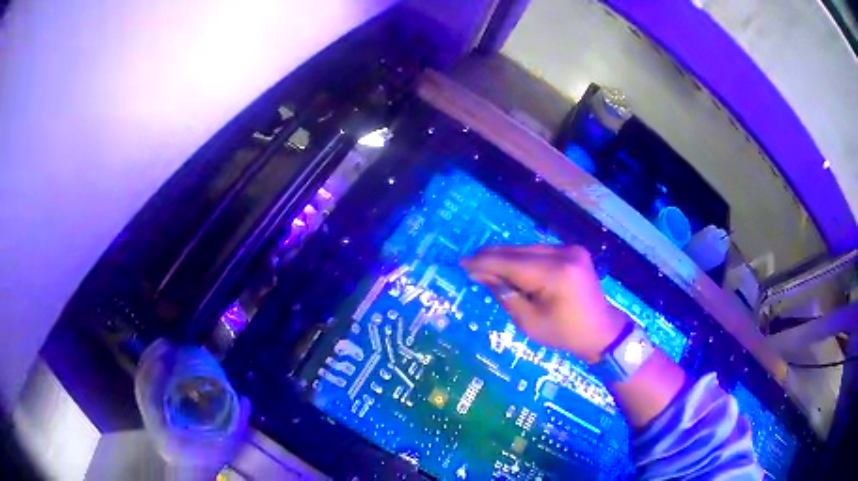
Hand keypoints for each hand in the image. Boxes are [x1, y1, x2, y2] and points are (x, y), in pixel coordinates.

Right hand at [462, 245, 627, 361]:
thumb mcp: (530, 322)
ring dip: (506, 257)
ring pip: (527, 248)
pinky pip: (539, 251)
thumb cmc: (565, 334)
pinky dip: (522, 258)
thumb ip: (506, 295)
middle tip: (469, 264)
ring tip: (485, 266)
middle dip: (492, 257)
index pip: (511, 263)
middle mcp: (564, 254)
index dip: (484, 262)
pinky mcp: (573, 250)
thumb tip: (481, 275)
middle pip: (518, 251)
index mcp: (555, 275)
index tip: (462, 263)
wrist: (602, 330)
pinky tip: (510, 266)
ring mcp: (570, 249)